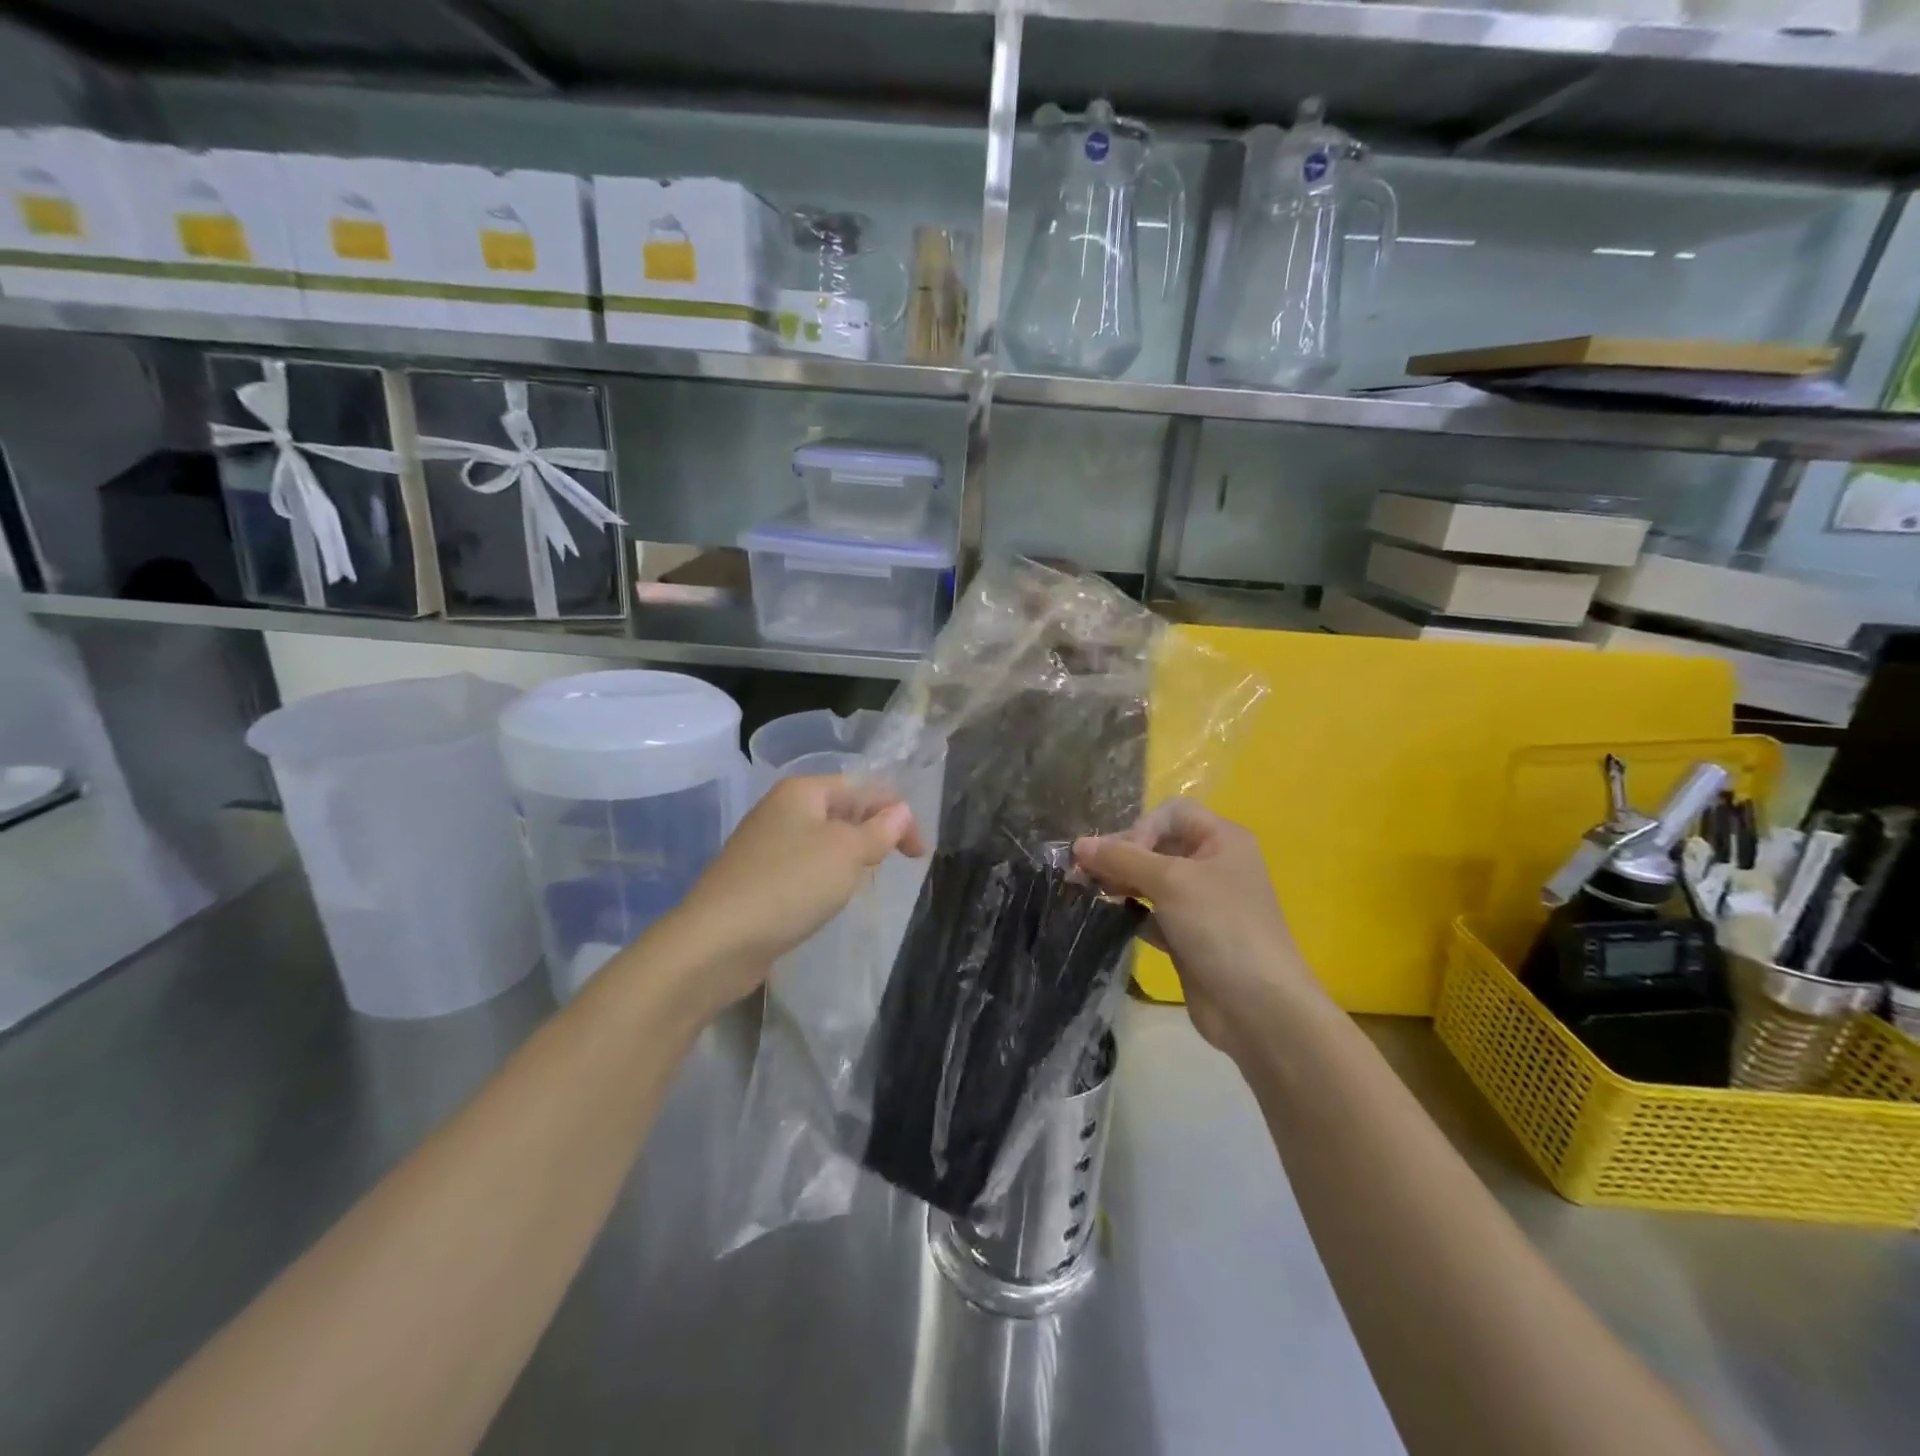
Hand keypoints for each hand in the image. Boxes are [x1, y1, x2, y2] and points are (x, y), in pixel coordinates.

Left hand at [656, 774, 924, 1020]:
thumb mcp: (847, 853)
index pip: (863, 787)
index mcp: (803, 790)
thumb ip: (879, 830)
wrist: (717, 941)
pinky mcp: (757, 878)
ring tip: (867, 878)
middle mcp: (781, 809)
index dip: (897, 813)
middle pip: (842, 810)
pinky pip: (804, 866)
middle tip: (896, 863)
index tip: (919, 853)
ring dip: (850, 855)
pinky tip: (829, 897)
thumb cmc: (790, 884)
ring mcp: (765, 844)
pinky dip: (825, 876)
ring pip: (823, 840)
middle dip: (874, 831)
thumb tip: (901, 810)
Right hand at [1073, 800, 1320, 1057]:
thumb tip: (1079, 844)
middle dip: (1120, 855)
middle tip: (1082, 874)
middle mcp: (1212, 865)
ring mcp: (1201, 902)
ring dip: (1120, 882)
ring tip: (1088, 893)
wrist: (1258, 1007)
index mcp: (1221, 840)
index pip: (1170, 814)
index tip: (1119, 857)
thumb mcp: (1170, 882)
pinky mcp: (1188, 935)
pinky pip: (1151, 912)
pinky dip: (1130, 911)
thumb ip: (1122, 858)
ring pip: (1150, 880)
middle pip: (1156, 845)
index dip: (1140, 828)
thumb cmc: (1221, 928)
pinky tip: (1109, 918)